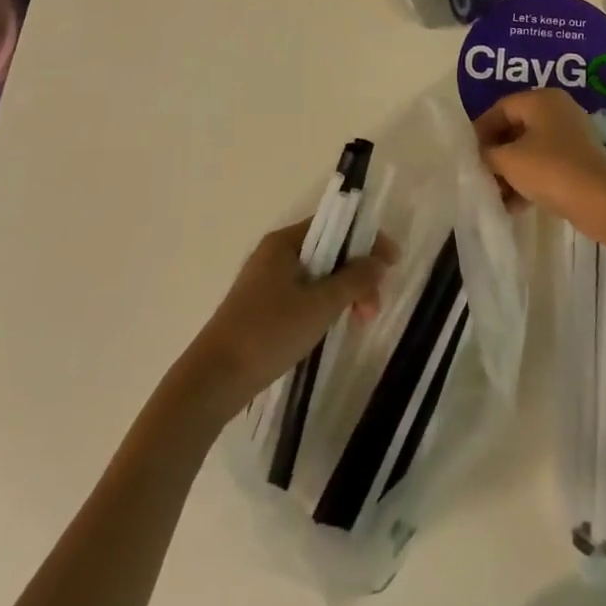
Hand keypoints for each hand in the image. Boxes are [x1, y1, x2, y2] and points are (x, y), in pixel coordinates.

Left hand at [186, 219, 396, 414]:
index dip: (367, 240)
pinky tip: (335, 327)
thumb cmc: (268, 333)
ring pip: (319, 275)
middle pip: (330, 251)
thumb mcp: (319, 305)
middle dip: (358, 274)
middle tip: (373, 308)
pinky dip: (326, 305)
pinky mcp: (264, 307)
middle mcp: (276, 254)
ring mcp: (268, 281)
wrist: (213, 380)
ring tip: (359, 323)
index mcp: (285, 243)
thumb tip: (379, 261)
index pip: (336, 225)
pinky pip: (305, 294)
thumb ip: (354, 279)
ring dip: (345, 293)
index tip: (392, 265)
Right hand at [473, 88, 605, 231]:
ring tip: (495, 195)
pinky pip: (545, 164)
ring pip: (530, 149)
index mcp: (541, 99)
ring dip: (510, 171)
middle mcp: (558, 110)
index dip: (480, 130)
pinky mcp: (579, 161)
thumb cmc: (550, 169)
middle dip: (495, 154)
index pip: (500, 108)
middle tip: (479, 174)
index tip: (467, 154)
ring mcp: (571, 136)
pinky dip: (528, 180)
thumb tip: (480, 154)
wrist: (600, 201)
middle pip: (515, 128)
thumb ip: (487, 153)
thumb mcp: (508, 160)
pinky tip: (513, 205)